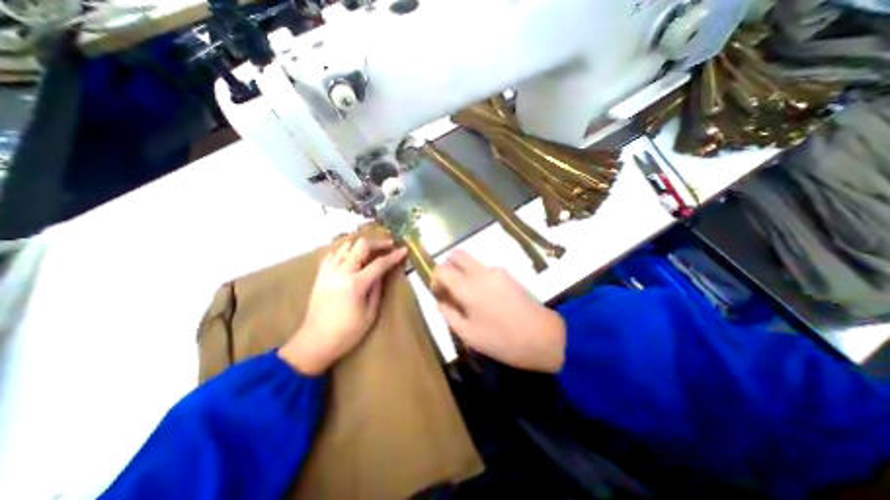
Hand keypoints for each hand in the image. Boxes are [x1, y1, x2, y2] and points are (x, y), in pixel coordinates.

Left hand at [280, 237, 406, 374]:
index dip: (393, 256)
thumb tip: (382, 273)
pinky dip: (344, 250)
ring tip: (372, 248)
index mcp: (356, 284)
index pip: (379, 264)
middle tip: (389, 245)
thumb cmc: (347, 332)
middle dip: (377, 242)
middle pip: (361, 246)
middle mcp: (341, 272)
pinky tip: (351, 254)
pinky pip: (332, 254)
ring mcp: (328, 271)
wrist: (315, 341)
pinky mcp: (320, 274)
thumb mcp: (370, 314)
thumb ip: (377, 289)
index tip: (403, 250)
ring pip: (345, 245)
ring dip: (361, 244)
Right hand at [433, 251, 569, 372]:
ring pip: (471, 262)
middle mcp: (480, 272)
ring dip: (463, 272)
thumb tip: (440, 300)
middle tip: (450, 287)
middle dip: (447, 267)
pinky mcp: (507, 274)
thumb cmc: (502, 340)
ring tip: (469, 298)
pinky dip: (476, 277)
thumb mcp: (468, 334)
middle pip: (456, 255)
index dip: (435, 278)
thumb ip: (449, 314)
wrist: (543, 336)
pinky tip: (486, 298)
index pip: (442, 269)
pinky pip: (484, 269)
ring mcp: (496, 271)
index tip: (439, 293)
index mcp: (468, 288)